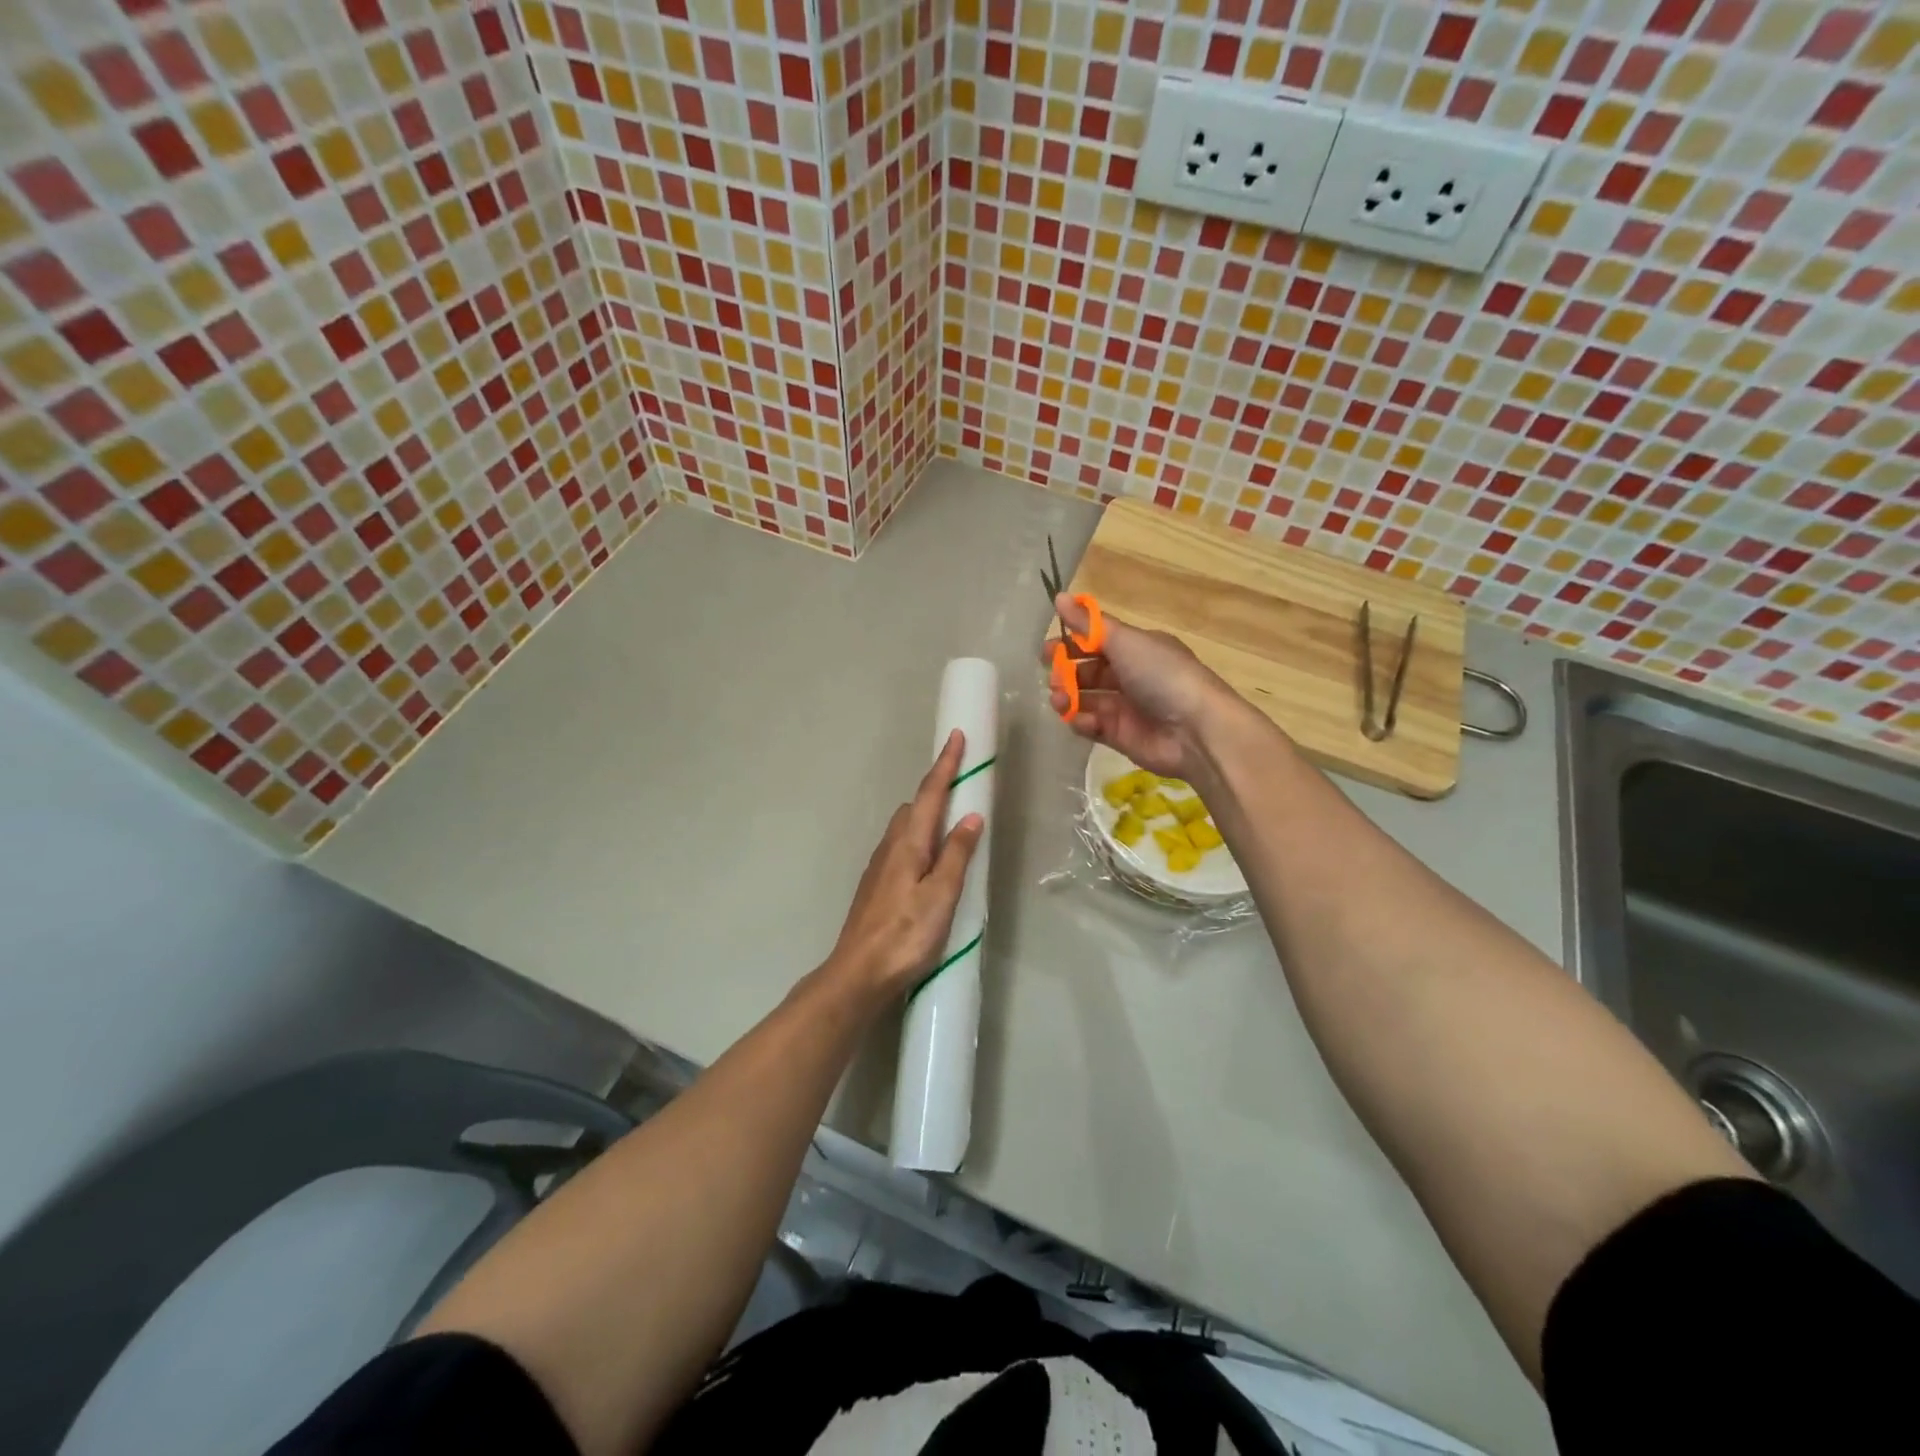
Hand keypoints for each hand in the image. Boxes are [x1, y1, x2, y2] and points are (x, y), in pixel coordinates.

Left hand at [824, 729, 984, 1007]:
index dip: (945, 765)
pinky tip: (929, 859)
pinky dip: (919, 838)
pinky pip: (901, 846)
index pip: (930, 794)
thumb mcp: (941, 895)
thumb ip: (957, 855)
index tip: (957, 736)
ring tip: (952, 820)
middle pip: (915, 806)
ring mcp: (879, 866)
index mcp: (908, 844)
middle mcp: (890, 847)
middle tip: (962, 783)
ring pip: (906, 827)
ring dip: (927, 814)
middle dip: (937, 789)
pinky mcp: (876, 885)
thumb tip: (971, 816)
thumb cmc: (905, 935)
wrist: (858, 973)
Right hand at [1042, 593, 1241, 779]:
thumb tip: (1058, 596)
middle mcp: (1132, 676)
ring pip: (1086, 699)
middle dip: (1066, 672)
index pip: (1097, 642)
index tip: (1046, 649)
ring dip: (1067, 697)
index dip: (1071, 644)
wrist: (1195, 730)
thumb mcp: (1124, 641)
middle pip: (1088, 672)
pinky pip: (1092, 726)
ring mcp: (1125, 708)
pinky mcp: (1120, 736)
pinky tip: (1080, 719)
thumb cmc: (1161, 675)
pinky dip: (1081, 722)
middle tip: (1051, 676)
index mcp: (1137, 648)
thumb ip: (1088, 623)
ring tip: (1058, 699)